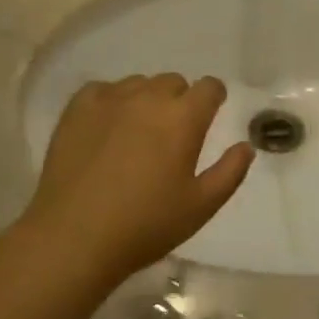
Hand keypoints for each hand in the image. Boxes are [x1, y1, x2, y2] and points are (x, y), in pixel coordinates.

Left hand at [23, 74, 253, 281]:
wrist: (74, 237)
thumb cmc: (145, 225)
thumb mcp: (201, 206)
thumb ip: (230, 172)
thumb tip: (245, 146)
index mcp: (183, 118)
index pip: (209, 87)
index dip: (214, 97)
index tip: (211, 113)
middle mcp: (149, 97)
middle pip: (174, 82)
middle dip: (179, 100)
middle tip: (172, 133)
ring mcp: (110, 99)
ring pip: (139, 84)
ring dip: (146, 100)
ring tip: (137, 132)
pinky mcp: (78, 108)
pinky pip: (103, 90)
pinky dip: (111, 101)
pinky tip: (106, 128)